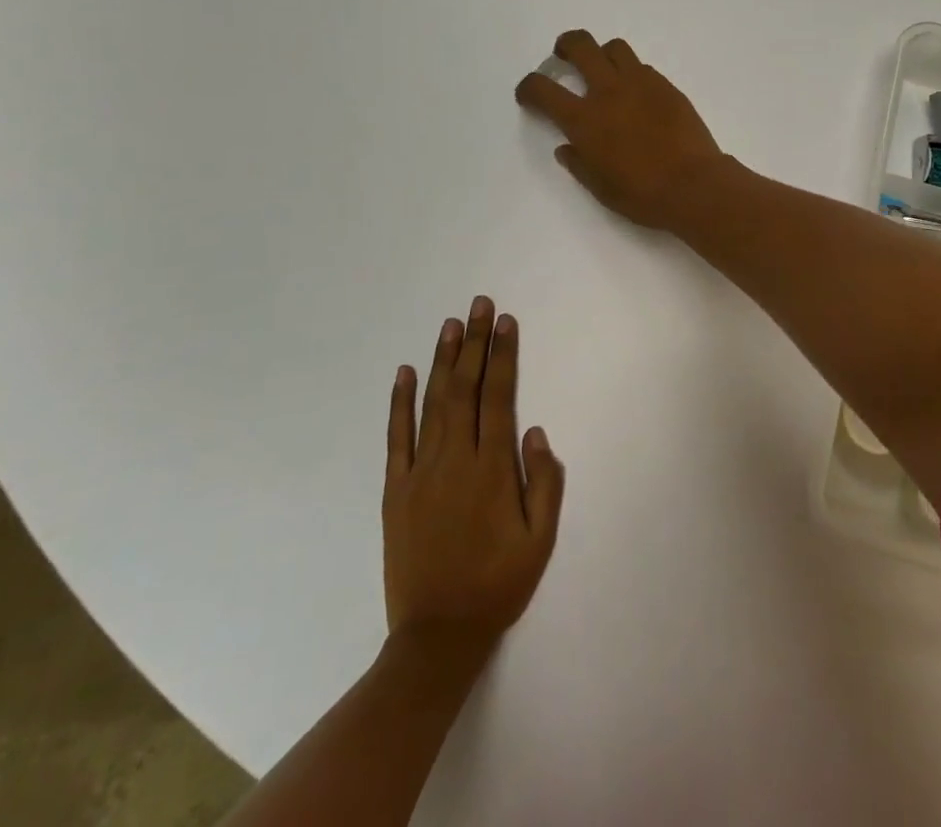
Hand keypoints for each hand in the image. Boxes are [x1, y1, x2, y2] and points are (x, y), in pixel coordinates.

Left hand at [383, 297, 564, 656]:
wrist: (437, 636)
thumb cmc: (497, 585)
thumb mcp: (540, 540)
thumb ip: (544, 483)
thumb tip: (536, 431)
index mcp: (492, 468)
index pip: (498, 397)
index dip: (503, 356)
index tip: (505, 322)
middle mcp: (455, 459)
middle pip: (465, 388)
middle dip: (474, 343)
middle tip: (479, 304)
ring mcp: (420, 472)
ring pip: (432, 403)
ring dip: (443, 360)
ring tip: (450, 324)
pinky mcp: (396, 490)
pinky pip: (397, 437)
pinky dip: (399, 403)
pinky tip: (403, 373)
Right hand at [514, 30, 725, 230]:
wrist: (694, 185)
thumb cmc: (642, 194)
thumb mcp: (600, 187)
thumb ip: (579, 163)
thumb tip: (567, 148)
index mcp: (583, 119)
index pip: (542, 89)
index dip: (529, 87)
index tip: (530, 94)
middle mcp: (608, 91)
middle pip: (580, 45)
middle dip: (566, 45)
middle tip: (564, 56)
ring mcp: (640, 84)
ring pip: (615, 47)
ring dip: (603, 54)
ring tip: (605, 72)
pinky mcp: (667, 86)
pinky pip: (643, 67)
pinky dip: (632, 74)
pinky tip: (638, 95)